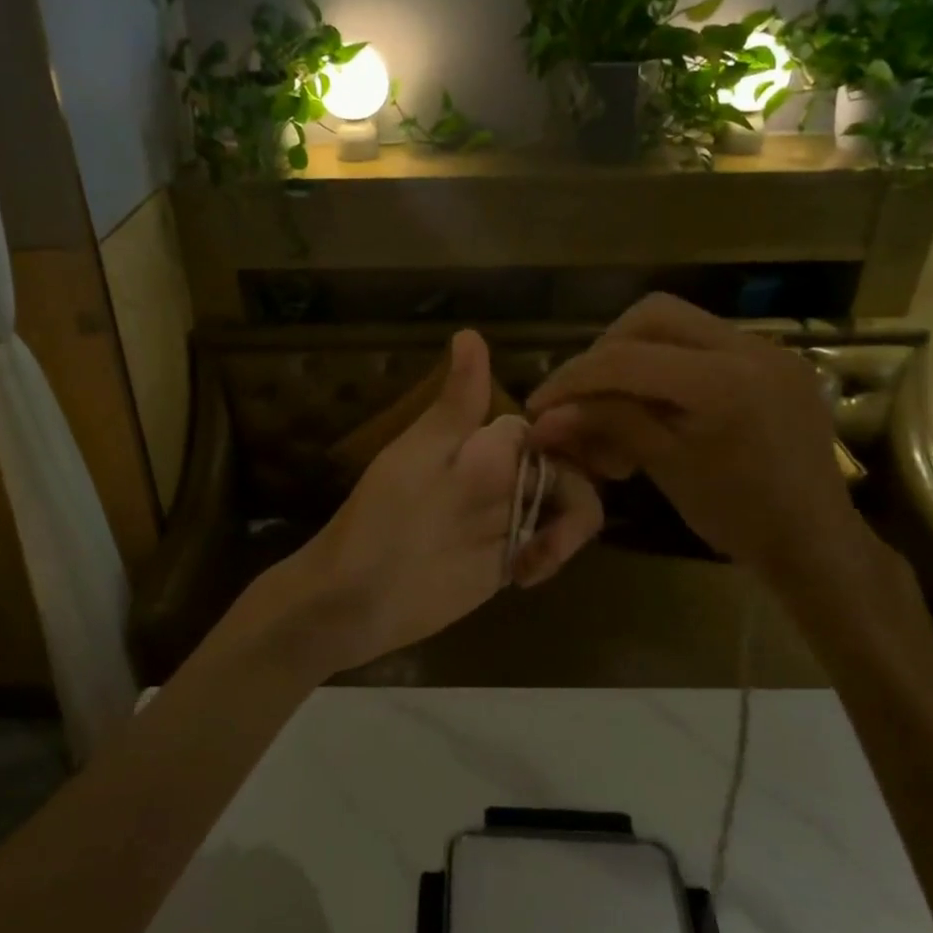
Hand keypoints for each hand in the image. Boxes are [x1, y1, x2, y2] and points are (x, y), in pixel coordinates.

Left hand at [290, 330, 600, 673]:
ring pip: (567, 506)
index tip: (577, 458)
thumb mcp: (420, 457)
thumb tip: (469, 333)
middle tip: (551, 537)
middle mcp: (500, 475)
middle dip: (575, 496)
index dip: (570, 436)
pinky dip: (552, 555)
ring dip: (568, 531)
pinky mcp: (507, 557)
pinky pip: (551, 545)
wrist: (356, 598)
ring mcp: (506, 517)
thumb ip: (456, 406)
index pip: (545, 427)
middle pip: (568, 467)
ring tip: (534, 564)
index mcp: (480, 444)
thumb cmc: (382, 520)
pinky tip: (525, 577)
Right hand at [526, 294, 857, 580]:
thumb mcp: (666, 467)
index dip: (572, 379)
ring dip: (636, 353)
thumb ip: (607, 425)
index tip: (539, 406)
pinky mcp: (775, 360)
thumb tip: (544, 417)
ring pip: (680, 323)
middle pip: (652, 316)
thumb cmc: (739, 517)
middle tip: (582, 393)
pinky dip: (670, 362)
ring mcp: (768, 349)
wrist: (817, 541)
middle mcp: (748, 347)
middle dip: (605, 350)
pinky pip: (707, 343)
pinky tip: (658, 400)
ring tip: (616, 399)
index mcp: (722, 382)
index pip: (625, 359)